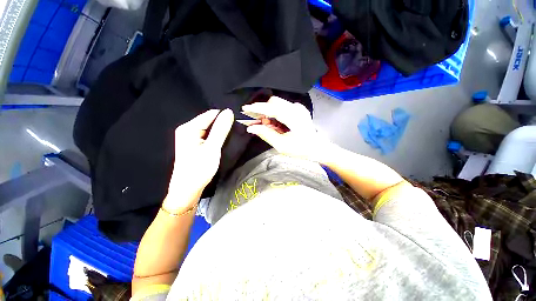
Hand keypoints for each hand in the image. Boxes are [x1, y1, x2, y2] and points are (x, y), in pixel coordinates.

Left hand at [163, 109, 233, 213]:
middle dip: (222, 126)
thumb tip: (229, 112)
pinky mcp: (193, 144)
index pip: (211, 114)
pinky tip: (220, 145)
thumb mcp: (212, 148)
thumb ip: (221, 129)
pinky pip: (207, 135)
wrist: (187, 189)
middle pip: (210, 121)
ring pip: (209, 129)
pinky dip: (215, 138)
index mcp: (189, 128)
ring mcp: (189, 137)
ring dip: (219, 133)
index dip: (225, 118)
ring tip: (227, 141)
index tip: (236, 126)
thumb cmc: (199, 169)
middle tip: (232, 136)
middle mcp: (187, 129)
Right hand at [243, 97, 334, 162]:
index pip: (271, 108)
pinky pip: (283, 107)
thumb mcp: (282, 145)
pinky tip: (276, 124)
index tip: (245, 108)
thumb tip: (251, 128)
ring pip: (278, 104)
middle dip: (263, 110)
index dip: (257, 108)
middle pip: (274, 102)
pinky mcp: (299, 110)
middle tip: (258, 123)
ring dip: (269, 112)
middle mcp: (297, 109)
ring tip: (267, 125)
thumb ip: (266, 135)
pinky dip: (276, 113)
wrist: (318, 148)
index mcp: (293, 117)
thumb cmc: (301, 149)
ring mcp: (299, 108)